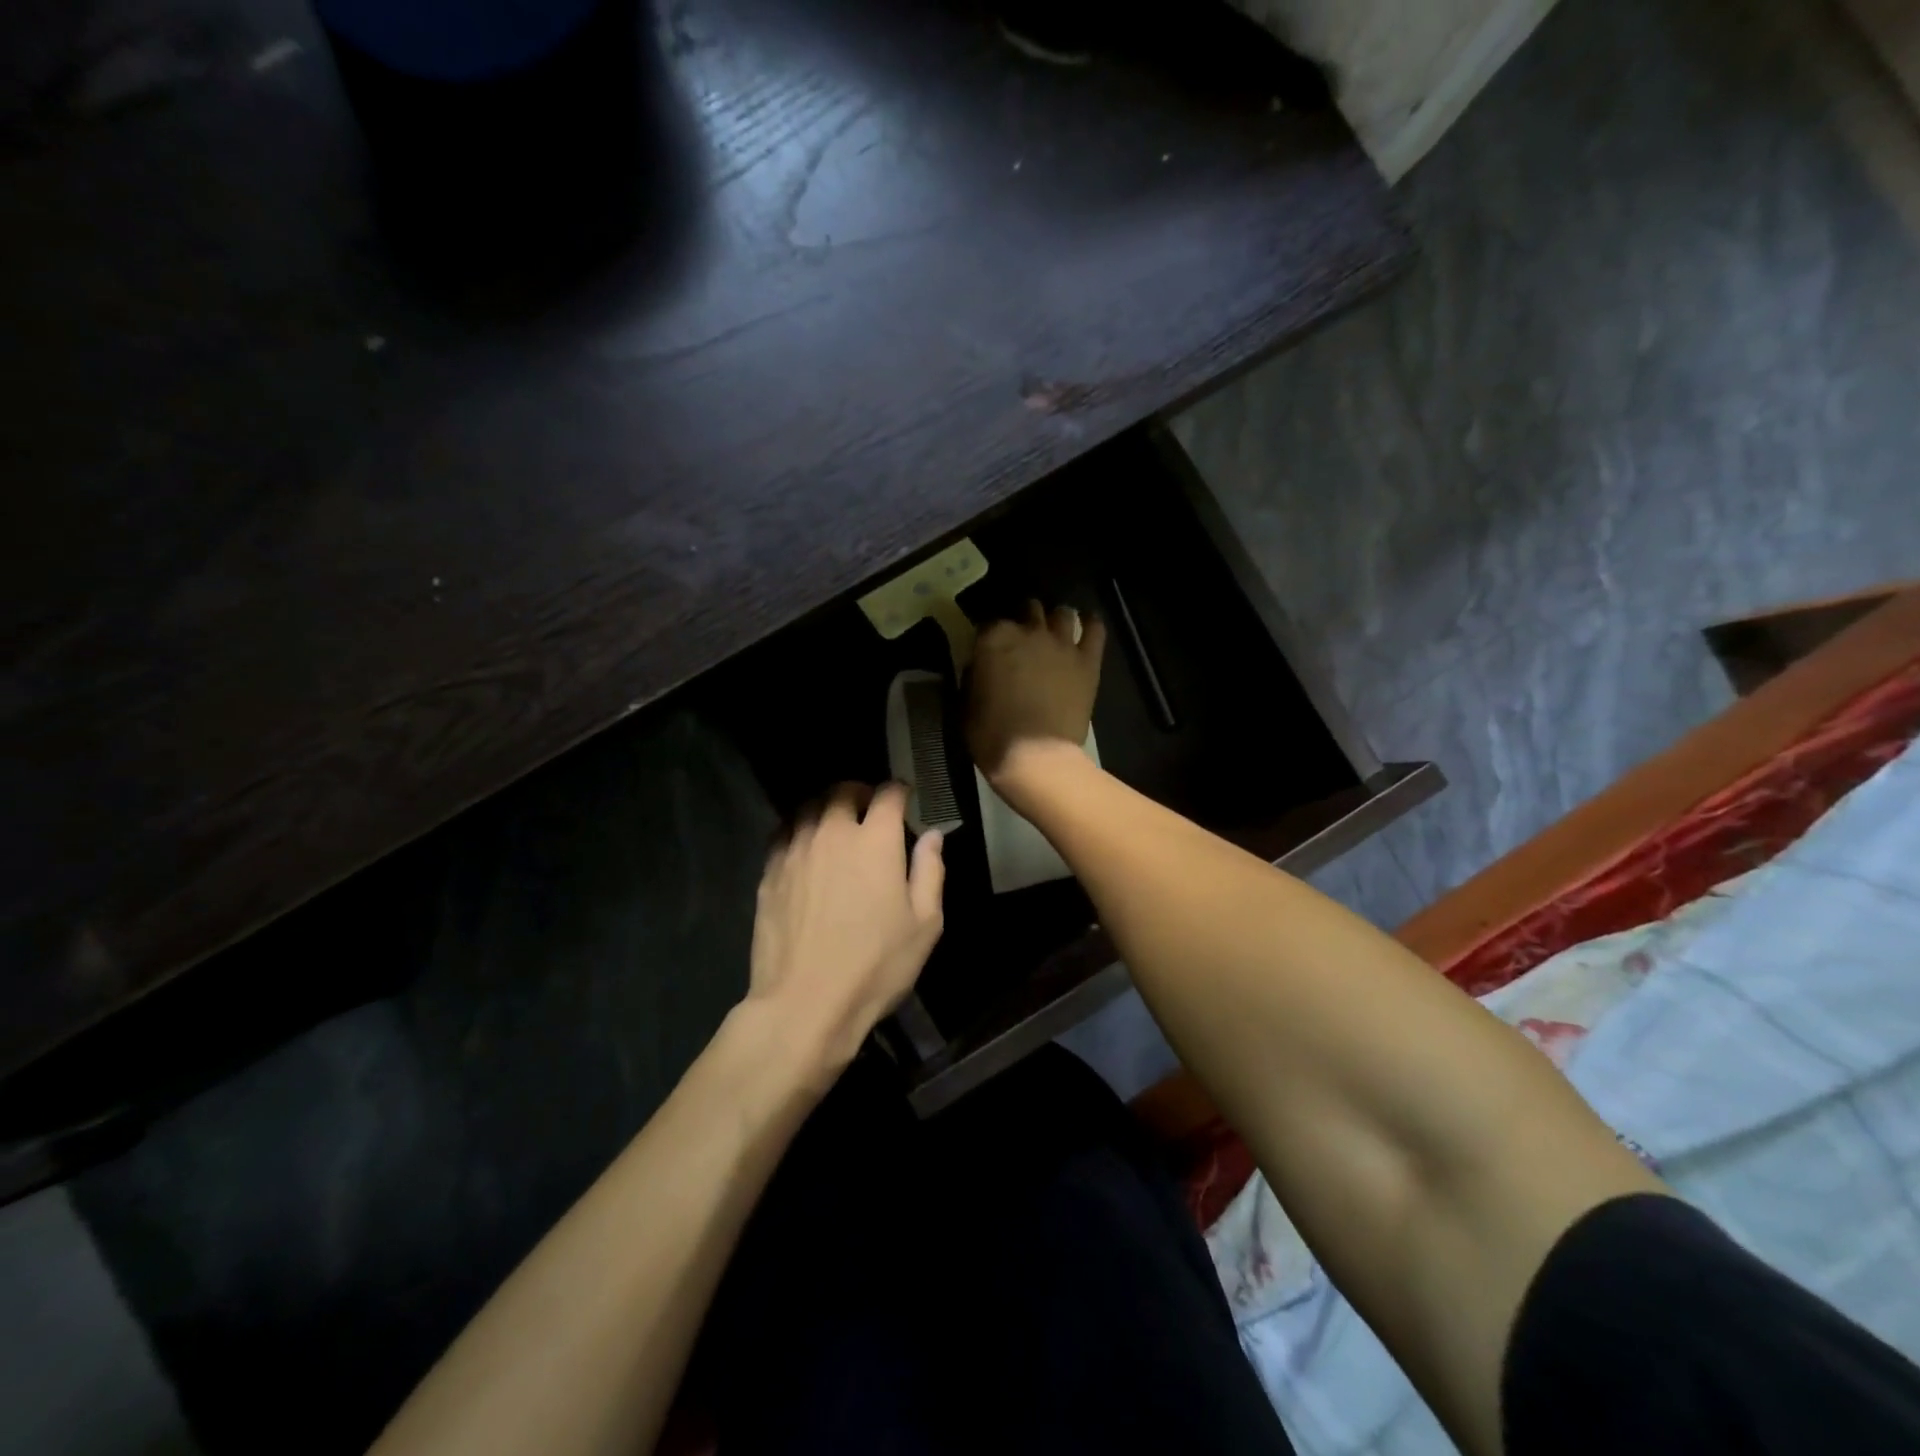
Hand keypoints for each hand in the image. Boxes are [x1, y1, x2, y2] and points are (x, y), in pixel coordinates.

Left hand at [747, 783, 944, 1081]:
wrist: (804, 1003)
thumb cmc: (875, 966)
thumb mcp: (924, 925)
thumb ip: (930, 871)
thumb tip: (933, 835)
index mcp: (876, 841)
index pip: (888, 794)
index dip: (900, 791)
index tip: (905, 798)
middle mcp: (833, 833)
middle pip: (843, 790)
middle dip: (860, 792)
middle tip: (869, 810)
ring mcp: (796, 850)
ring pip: (809, 807)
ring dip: (827, 807)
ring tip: (836, 825)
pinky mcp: (769, 870)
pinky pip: (785, 832)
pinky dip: (800, 828)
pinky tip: (806, 848)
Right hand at [966, 600, 1105, 786]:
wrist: (1035, 757)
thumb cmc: (991, 735)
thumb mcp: (966, 703)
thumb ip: (973, 676)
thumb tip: (979, 666)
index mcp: (993, 638)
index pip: (988, 623)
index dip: (988, 636)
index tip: (988, 650)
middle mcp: (1028, 631)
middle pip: (1028, 610)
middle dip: (1024, 620)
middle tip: (1022, 639)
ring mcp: (1061, 643)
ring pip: (1062, 613)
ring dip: (1056, 619)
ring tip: (1054, 631)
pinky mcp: (1087, 661)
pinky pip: (1095, 629)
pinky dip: (1091, 623)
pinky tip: (1088, 624)